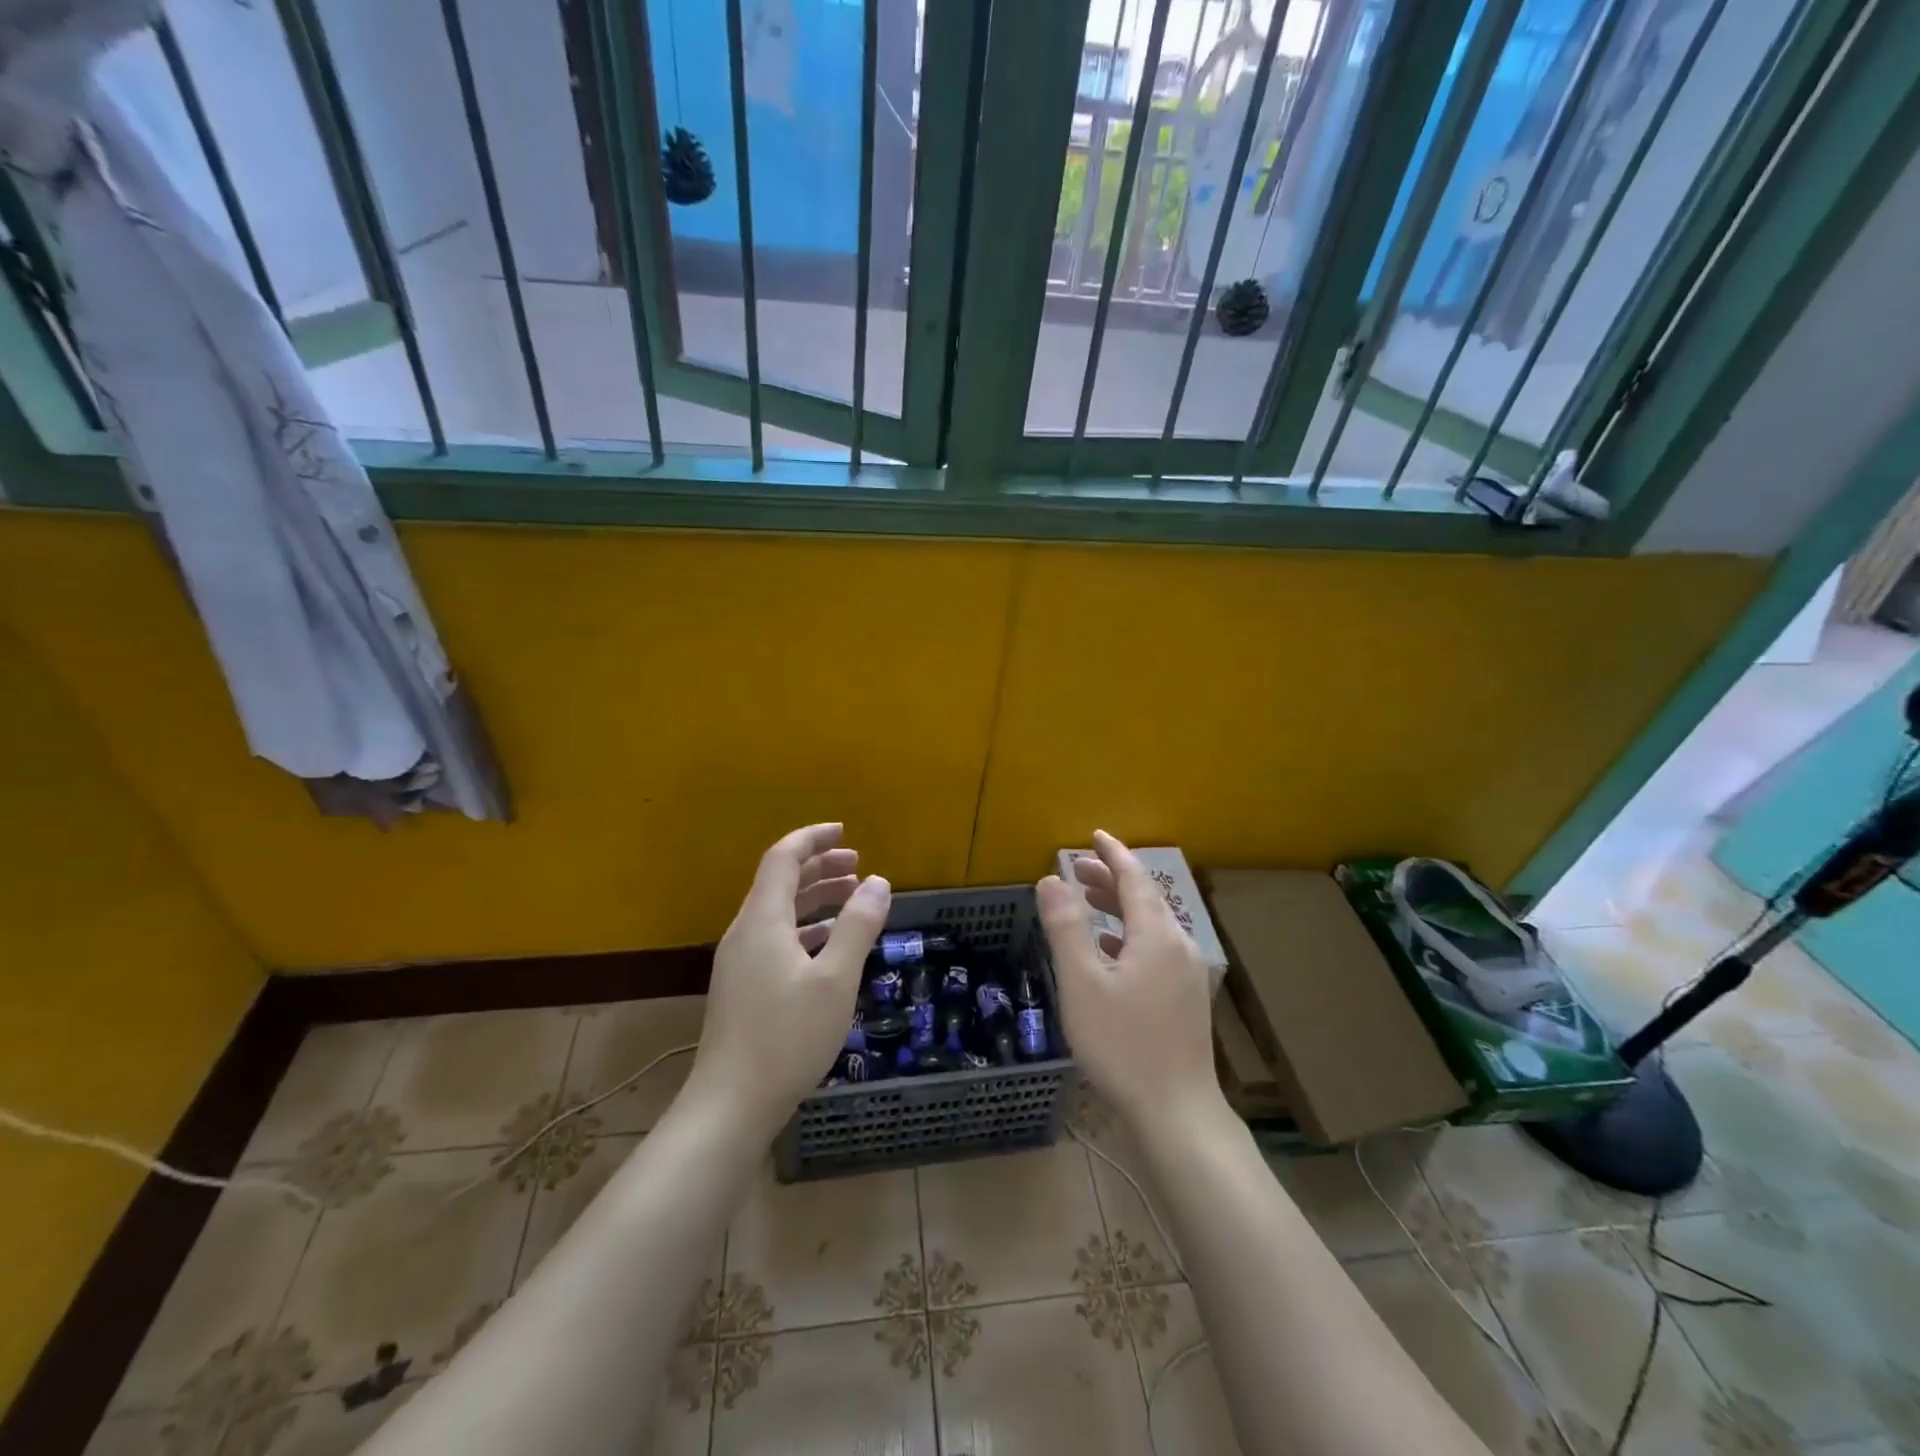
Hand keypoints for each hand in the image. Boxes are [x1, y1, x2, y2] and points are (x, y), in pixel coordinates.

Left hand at [689, 823, 891, 1131]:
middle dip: (819, 867)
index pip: (783, 859)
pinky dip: (806, 929)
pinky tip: (830, 945)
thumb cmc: (787, 1037)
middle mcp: (745, 933)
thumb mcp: (835, 980)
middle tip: (857, 865)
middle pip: (780, 883)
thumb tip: (879, 881)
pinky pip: (776, 939)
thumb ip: (857, 926)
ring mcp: (740, 962)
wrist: (730, 1105)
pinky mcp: (743, 988)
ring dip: (815, 899)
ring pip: (779, 913)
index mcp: (762, 921)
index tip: (845, 831)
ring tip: (853, 898)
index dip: (812, 839)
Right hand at [1037, 831, 1219, 1133]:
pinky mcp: (1186, 997)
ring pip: (1151, 924)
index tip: (1093, 836)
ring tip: (1088, 902)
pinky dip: (1130, 936)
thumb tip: (1050, 880)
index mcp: (1156, 934)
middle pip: (1145, 898)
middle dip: (1111, 879)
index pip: (1135, 878)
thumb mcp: (1082, 983)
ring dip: (1120, 907)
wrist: (1177, 1111)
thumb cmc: (1123, 1044)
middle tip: (1077, 869)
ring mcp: (1186, 973)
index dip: (1112, 854)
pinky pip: (1156, 948)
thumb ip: (1066, 928)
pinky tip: (1110, 951)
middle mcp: (1178, 945)